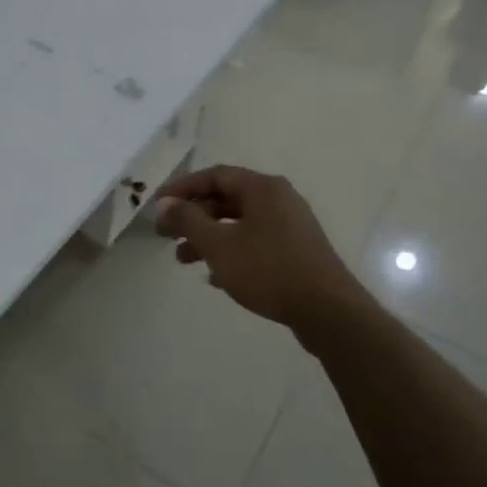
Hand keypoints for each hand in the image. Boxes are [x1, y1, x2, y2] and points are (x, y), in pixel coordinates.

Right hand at [154, 166, 360, 329]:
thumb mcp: (218, 244)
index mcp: (263, 188)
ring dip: (209, 238)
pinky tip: (215, 278)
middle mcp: (279, 200)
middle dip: (193, 217)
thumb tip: (165, 204)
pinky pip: (255, 243)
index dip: (182, 188)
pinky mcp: (296, 252)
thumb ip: (187, 220)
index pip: (214, 175)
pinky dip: (231, 253)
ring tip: (184, 261)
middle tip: (167, 235)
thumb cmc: (268, 269)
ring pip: (239, 224)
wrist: (327, 310)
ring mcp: (290, 226)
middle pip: (226, 199)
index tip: (159, 206)